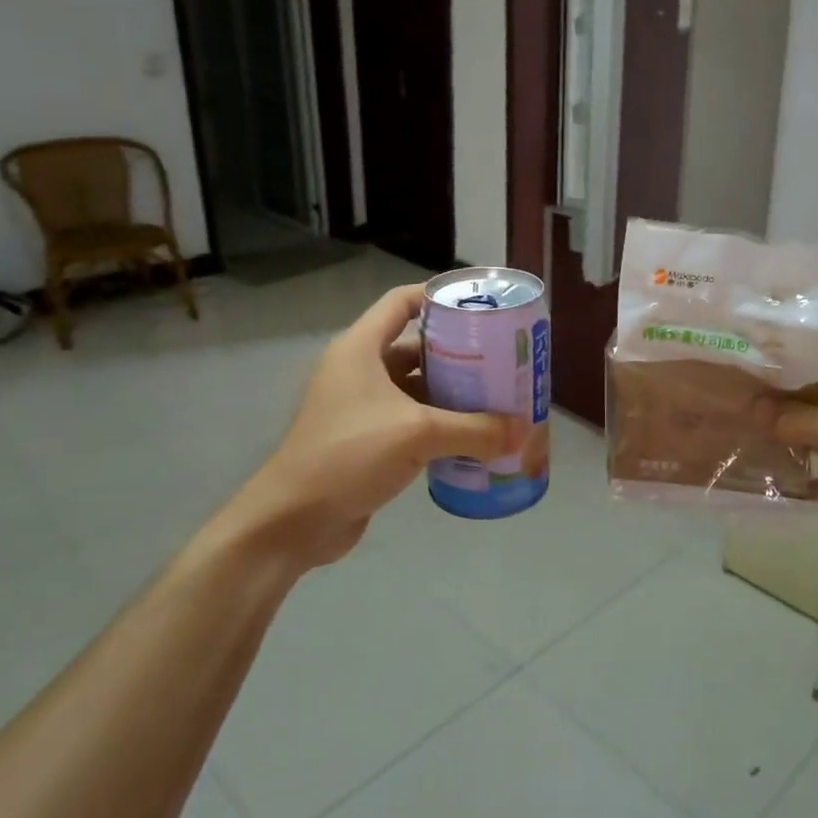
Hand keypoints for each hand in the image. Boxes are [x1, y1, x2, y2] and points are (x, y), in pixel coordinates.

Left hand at [213, 284, 527, 571]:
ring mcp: (362, 407)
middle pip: (416, 347)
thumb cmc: (348, 455)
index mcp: (361, 348)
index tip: (479, 306)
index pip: (401, 302)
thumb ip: (474, 429)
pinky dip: (441, 424)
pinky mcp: (367, 440)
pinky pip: (412, 421)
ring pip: (416, 388)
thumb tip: (523, 430)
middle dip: (459, 352)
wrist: (293, 521)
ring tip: (497, 397)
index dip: (437, 296)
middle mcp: (360, 370)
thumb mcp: (417, 434)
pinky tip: (474, 436)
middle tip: (502, 359)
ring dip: (453, 393)